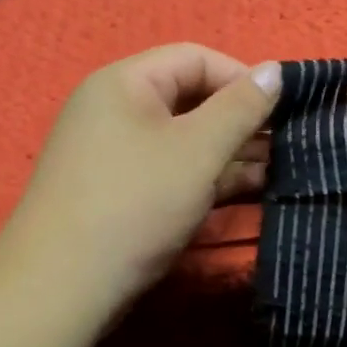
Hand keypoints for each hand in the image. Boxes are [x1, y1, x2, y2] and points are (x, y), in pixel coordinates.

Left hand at [0, 44, 280, 309]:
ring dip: (228, 152)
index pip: (195, 59)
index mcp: (124, 83)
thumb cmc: (135, 203)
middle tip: (285, 145)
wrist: (61, 288)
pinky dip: (204, 176)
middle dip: (239, 120)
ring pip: (181, 139)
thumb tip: (275, 69)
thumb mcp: (198, 150)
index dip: (242, 78)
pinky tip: (244, 191)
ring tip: (276, 172)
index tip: (283, 109)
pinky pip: (168, 169)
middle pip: (189, 99)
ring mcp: (113, 153)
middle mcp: (114, 110)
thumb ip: (241, 107)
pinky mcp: (117, 192)